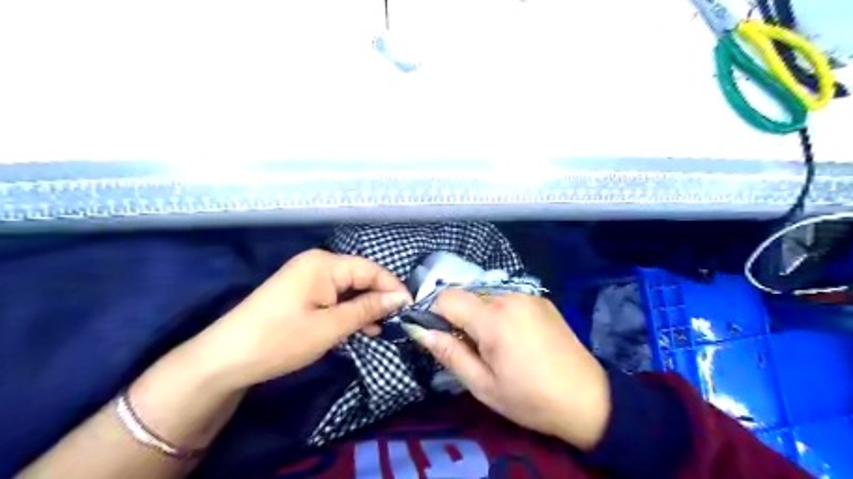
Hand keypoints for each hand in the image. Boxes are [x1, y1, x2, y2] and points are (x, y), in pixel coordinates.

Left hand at [195, 248, 412, 389]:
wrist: (224, 359)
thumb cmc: (281, 339)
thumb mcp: (331, 326)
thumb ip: (368, 309)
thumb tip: (400, 298)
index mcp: (324, 263)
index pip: (370, 269)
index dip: (392, 288)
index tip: (411, 308)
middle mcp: (316, 264)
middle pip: (359, 277)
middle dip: (378, 299)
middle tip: (396, 322)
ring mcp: (306, 278)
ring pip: (347, 289)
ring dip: (363, 308)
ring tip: (379, 330)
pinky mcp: (299, 293)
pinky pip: (332, 297)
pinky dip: (346, 312)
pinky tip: (358, 328)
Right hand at [405, 289, 609, 449]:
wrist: (588, 398)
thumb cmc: (530, 398)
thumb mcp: (483, 386)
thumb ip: (449, 353)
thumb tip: (421, 331)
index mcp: (493, 318)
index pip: (447, 297)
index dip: (437, 315)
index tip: (444, 338)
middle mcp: (509, 297)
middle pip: (467, 297)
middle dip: (462, 319)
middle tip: (476, 351)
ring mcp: (528, 296)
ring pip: (486, 298)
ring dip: (482, 317)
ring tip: (500, 347)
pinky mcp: (541, 300)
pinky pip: (508, 300)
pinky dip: (502, 314)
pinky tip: (518, 339)